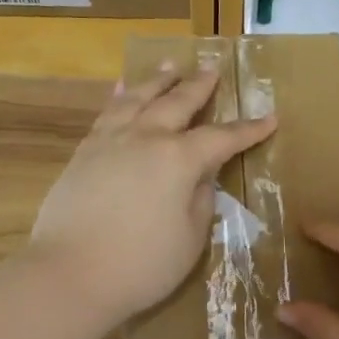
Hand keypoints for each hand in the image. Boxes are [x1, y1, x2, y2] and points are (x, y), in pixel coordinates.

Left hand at [28, 64, 275, 329]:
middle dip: (199, 86)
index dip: (248, 130)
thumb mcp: (190, 238)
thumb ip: (201, 201)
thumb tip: (200, 178)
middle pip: (177, 102)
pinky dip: (120, 96)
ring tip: (170, 64)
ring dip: (158, 80)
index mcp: (179, 159)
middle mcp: (146, 138)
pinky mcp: (83, 153)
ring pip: (138, 98)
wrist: (69, 274)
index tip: (269, 118)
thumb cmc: (142, 265)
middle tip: (212, 69)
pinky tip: (122, 90)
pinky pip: (107, 113)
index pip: (222, 138)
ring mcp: (110, 141)